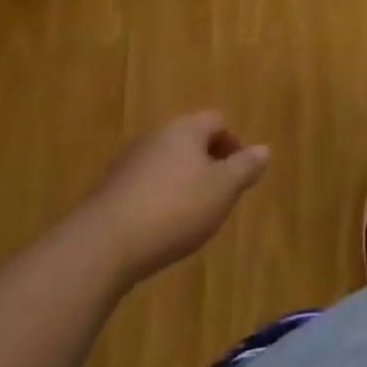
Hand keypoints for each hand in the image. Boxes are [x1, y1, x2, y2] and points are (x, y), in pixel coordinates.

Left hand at [87, 112, 269, 283]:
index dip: (232, 144)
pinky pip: (144, 185)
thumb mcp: (222, 190)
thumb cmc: (174, 210)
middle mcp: (157, 136)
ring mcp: (129, 162)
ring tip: (190, 215)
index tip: (239, 174)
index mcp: (186, 129)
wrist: (102, 245)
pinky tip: (159, 227)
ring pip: (166, 162)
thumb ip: (245, 168)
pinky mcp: (109, 189)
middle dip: (206, 162)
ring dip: (181, 181)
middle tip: (218, 194)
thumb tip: (264, 149)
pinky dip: (157, 198)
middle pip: (189, 139)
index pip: (216, 121)